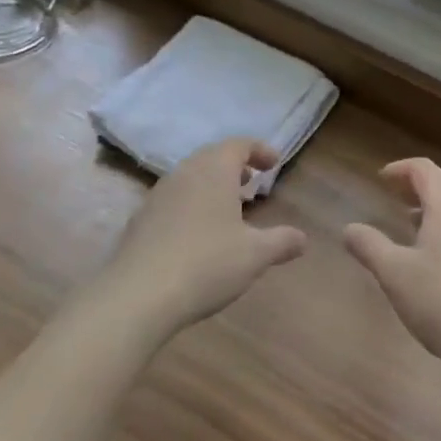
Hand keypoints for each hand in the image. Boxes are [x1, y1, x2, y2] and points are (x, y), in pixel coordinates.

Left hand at [104, 138, 306, 334]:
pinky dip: (191, 205)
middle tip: (251, 183)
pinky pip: (172, 200)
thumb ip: (281, 242)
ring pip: (190, 177)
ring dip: (211, 185)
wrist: (137, 297)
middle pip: (212, 157)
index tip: (274, 164)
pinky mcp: (140, 220)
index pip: (239, 144)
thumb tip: (303, 239)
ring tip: (227, 209)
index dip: (259, 150)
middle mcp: (184, 173)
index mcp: (214, 170)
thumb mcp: (254, 255)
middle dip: (234, 166)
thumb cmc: (206, 264)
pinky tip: (197, 235)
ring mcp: (157, 195)